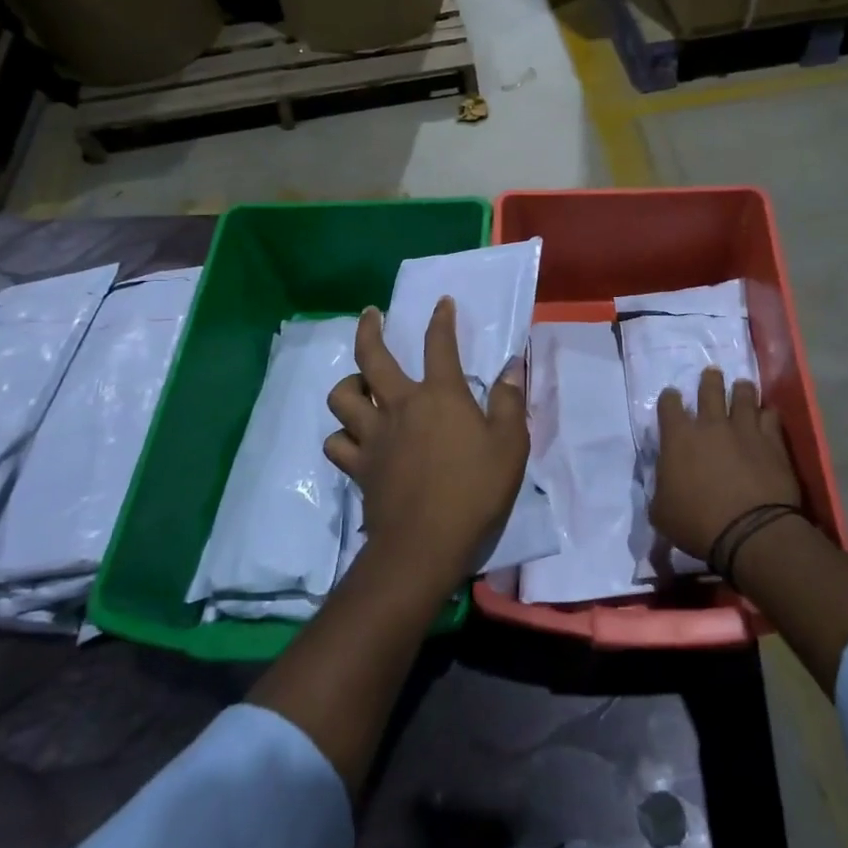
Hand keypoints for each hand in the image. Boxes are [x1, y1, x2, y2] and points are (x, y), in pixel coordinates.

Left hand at [325, 299, 527, 594]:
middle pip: (372, 357)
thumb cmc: (475, 490)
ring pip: (342, 397)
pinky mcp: (358, 467)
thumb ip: (509, 402)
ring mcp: (373, 436)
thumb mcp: (510, 445)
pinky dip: (342, 436)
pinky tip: (352, 438)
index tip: (442, 304)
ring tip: (358, 384)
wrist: (425, 543)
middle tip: (370, 314)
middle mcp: (400, 406)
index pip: (439, 345)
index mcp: (440, 396)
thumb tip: (511, 368)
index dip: (441, 320)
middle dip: (370, 329)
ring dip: (348, 385)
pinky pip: (336, 443)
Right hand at [650, 370, 800, 560]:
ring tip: (742, 388)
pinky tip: (766, 416)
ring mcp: (744, 429)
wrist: (751, 532)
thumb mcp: (661, 512)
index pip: (669, 404)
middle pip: (710, 388)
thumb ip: (660, 489)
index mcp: (678, 438)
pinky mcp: (772, 441)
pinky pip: (770, 416)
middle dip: (709, 380)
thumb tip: (664, 483)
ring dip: (741, 390)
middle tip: (712, 375)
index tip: (672, 399)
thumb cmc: (698, 524)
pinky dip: (766, 414)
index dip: (669, 399)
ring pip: (744, 395)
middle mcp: (710, 425)